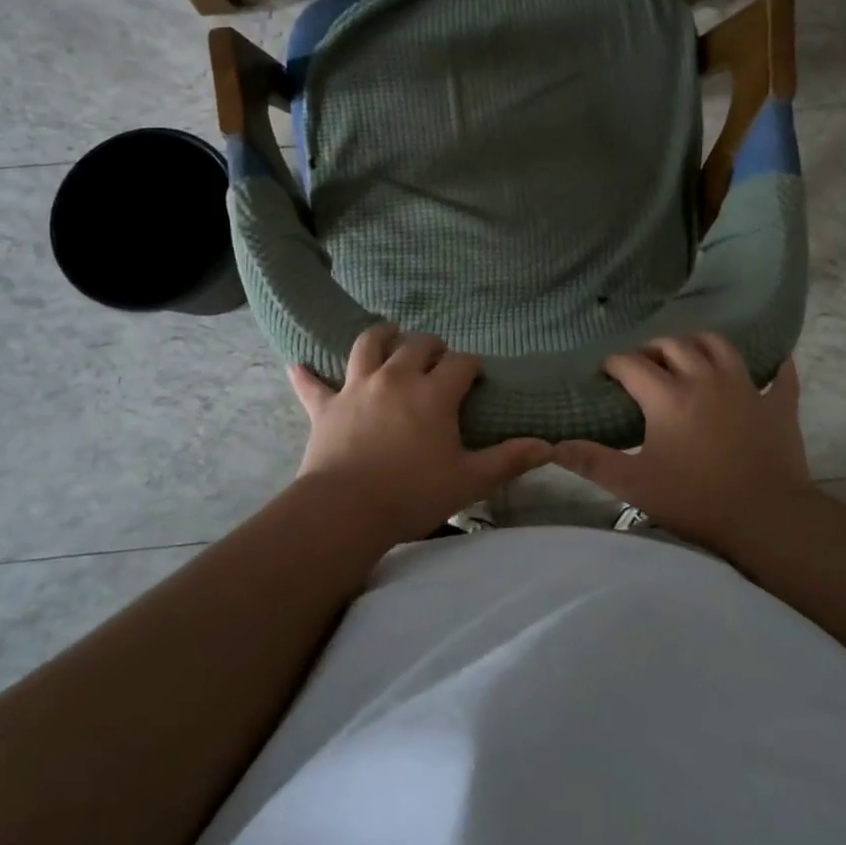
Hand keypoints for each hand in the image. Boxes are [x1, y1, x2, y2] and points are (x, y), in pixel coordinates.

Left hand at [290, 324, 551, 545]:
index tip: (474, 375)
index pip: (460, 362)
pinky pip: (313, 385)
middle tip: (437, 358)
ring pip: (369, 345)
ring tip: (389, 333)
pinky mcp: (327, 405)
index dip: (470, 365)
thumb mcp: (469, 480)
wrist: (346, 511)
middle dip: (432, 346)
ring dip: (381, 335)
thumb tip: (547, 446)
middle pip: (417, 344)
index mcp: (434, 392)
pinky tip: (297, 365)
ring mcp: (358, 387)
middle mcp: (397, 377)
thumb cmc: (413, 494)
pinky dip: (306, 375)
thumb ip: (508, 460)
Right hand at [554, 334, 810, 555]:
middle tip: (643, 366)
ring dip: (699, 344)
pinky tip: (772, 363)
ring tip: (689, 357)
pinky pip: (779, 375)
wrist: (768, 519)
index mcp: (667, 395)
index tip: (605, 374)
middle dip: (653, 349)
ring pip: (719, 345)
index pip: (631, 364)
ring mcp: (744, 387)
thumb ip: (592, 463)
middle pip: (673, 345)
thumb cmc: (696, 501)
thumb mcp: (635, 485)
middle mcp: (704, 378)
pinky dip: (773, 366)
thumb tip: (553, 446)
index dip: (614, 364)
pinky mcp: (777, 404)